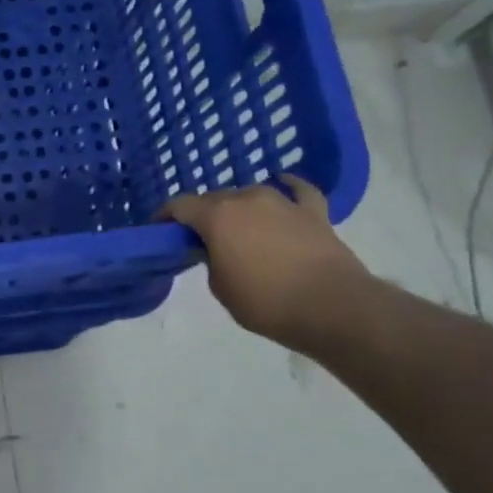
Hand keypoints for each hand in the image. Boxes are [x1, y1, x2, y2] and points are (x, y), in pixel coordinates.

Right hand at [157, 177, 368, 347]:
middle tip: (198, 236)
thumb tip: (213, 248)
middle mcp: (246, 199)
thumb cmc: (266, 302)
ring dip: (238, 206)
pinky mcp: (314, 212)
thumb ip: (209, 260)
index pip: (179, 205)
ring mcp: (283, 202)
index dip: (165, 216)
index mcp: (216, 216)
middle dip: (201, 214)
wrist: (332, 307)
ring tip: (237, 224)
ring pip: (250, 193)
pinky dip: (287, 187)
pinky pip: (298, 190)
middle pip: (214, 198)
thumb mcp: (220, 287)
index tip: (159, 229)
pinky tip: (282, 185)